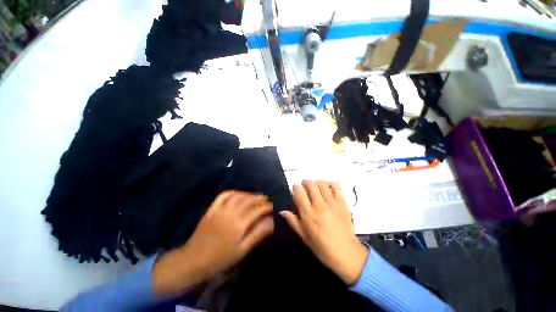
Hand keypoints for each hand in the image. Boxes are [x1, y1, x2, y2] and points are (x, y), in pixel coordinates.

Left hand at [153, 191, 273, 296]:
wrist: (193, 260)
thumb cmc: (221, 259)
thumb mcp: (243, 250)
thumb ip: (258, 233)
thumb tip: (272, 222)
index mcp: (239, 224)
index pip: (258, 209)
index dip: (268, 206)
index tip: (274, 206)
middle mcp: (231, 212)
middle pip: (250, 200)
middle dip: (261, 198)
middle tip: (268, 200)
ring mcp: (220, 209)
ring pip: (239, 195)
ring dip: (249, 194)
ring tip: (256, 196)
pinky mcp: (212, 208)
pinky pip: (224, 195)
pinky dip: (234, 192)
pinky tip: (239, 194)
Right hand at [280, 180, 367, 284]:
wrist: (346, 254)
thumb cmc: (322, 247)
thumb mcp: (304, 237)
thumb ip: (293, 221)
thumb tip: (282, 211)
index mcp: (308, 214)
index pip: (299, 191)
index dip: (295, 187)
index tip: (296, 190)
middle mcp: (319, 205)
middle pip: (310, 184)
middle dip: (305, 182)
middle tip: (305, 187)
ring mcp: (332, 203)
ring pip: (322, 183)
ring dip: (316, 182)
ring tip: (316, 188)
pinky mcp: (342, 203)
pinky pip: (336, 186)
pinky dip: (330, 184)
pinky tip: (328, 188)